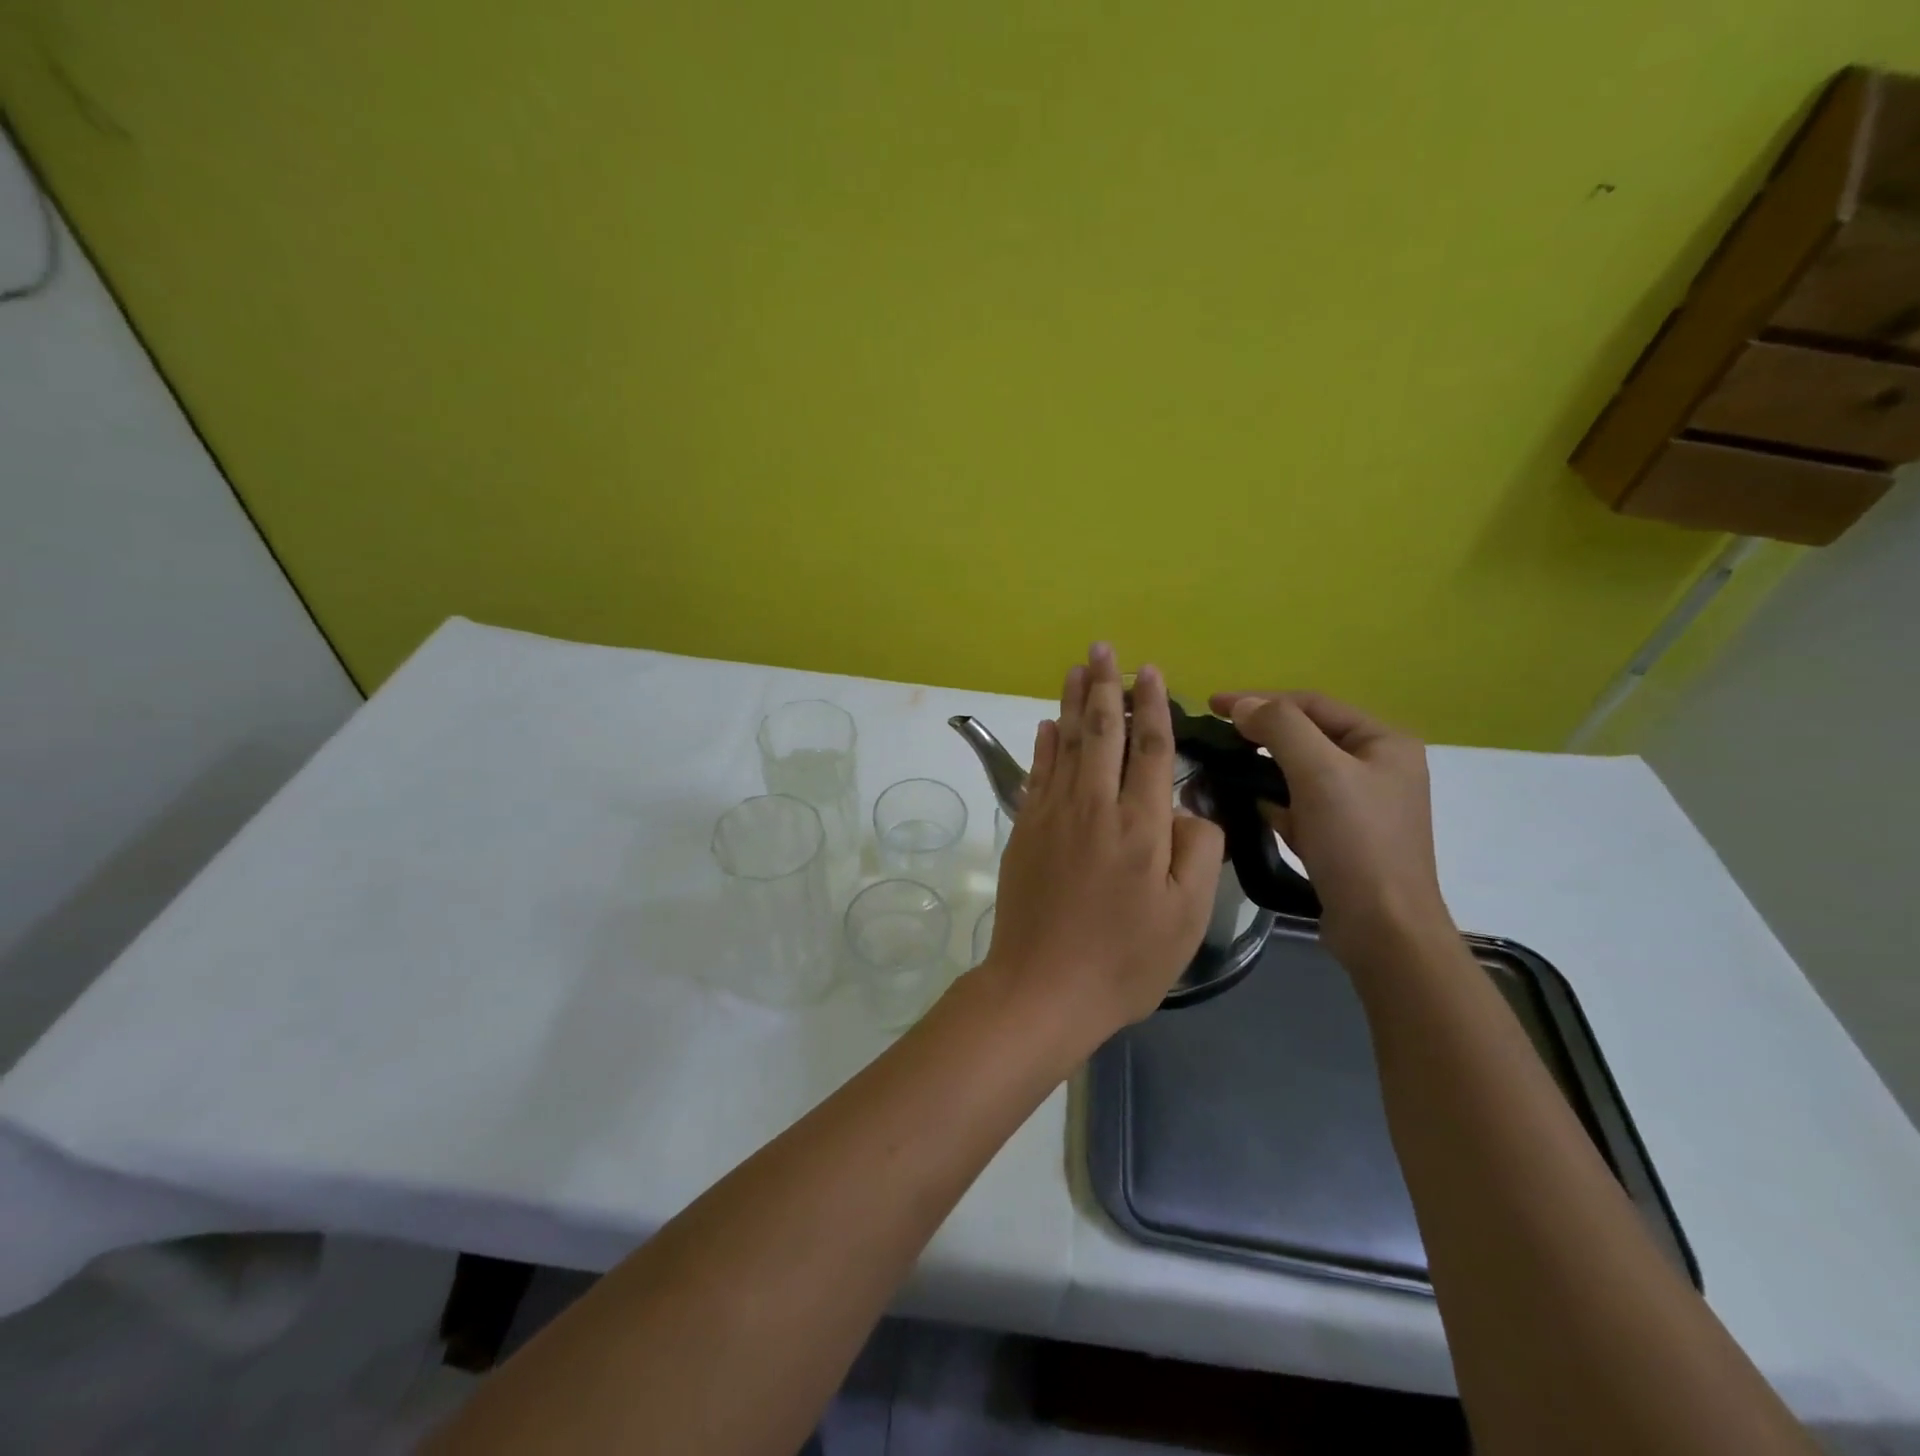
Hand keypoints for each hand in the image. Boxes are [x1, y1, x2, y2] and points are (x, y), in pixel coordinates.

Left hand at [986, 645, 1223, 1045]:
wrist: (1042, 987)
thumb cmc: (1124, 960)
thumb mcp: (1186, 916)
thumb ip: (1197, 851)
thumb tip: (1187, 807)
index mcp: (1141, 826)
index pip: (1151, 749)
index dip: (1153, 707)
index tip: (1151, 672)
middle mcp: (1094, 807)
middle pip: (1102, 732)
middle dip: (1105, 687)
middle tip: (1104, 648)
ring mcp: (1053, 815)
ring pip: (1064, 744)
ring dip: (1072, 702)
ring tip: (1077, 667)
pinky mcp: (1024, 830)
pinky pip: (1036, 773)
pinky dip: (1042, 745)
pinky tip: (1046, 724)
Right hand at [1208, 690, 1453, 966]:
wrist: (1383, 929)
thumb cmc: (1356, 842)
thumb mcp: (1319, 772)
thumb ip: (1280, 727)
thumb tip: (1243, 706)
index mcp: (1384, 742)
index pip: (1312, 704)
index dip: (1260, 699)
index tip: (1212, 705)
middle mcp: (1378, 767)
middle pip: (1307, 735)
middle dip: (1261, 734)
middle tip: (1216, 737)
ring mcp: (1361, 804)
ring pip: (1300, 771)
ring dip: (1263, 767)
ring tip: (1224, 768)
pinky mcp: (1343, 836)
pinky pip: (1300, 804)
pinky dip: (1273, 800)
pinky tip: (1248, 806)